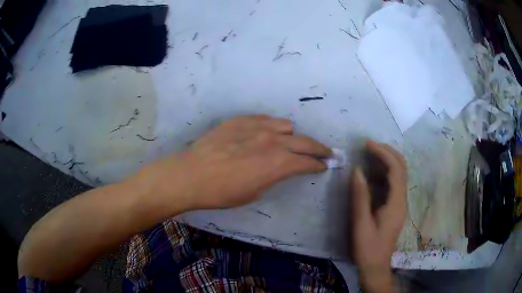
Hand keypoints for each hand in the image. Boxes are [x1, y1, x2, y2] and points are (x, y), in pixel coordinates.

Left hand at [141, 115, 331, 210]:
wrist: (190, 175)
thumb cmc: (222, 192)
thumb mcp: (254, 192)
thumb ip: (273, 176)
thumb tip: (280, 168)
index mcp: (278, 163)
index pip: (307, 162)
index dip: (319, 165)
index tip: (324, 166)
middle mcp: (272, 140)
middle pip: (305, 141)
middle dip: (319, 148)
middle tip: (325, 153)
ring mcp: (256, 126)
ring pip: (286, 126)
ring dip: (291, 136)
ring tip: (286, 143)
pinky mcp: (241, 119)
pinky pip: (265, 119)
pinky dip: (271, 127)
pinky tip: (265, 134)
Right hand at [351, 141, 406, 291]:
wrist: (376, 266)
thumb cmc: (367, 248)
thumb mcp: (361, 223)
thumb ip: (360, 196)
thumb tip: (357, 170)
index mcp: (396, 203)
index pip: (395, 170)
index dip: (383, 153)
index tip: (367, 144)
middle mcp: (402, 200)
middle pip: (402, 168)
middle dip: (388, 152)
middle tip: (369, 145)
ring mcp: (400, 204)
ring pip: (399, 175)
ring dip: (387, 160)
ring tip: (370, 154)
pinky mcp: (395, 208)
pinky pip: (393, 184)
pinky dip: (384, 172)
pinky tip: (372, 174)